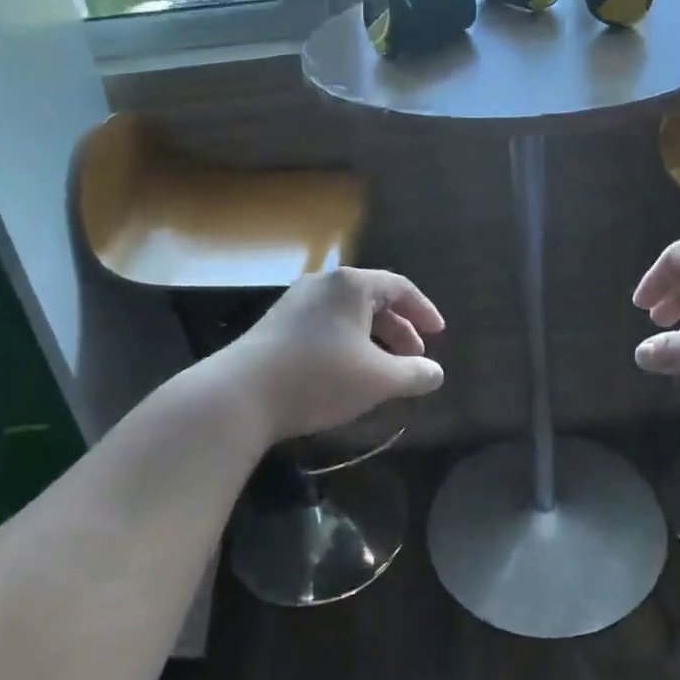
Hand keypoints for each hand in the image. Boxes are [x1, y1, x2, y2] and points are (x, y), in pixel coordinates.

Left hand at [223, 269, 445, 441]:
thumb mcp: (378, 380)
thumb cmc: (319, 377)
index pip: (399, 287)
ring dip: (373, 339)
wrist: (240, 395)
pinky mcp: (276, 325)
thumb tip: (436, 372)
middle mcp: (323, 284)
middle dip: (399, 329)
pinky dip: (347, 343)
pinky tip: (348, 372)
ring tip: (385, 369)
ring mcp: (295, 302)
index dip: (423, 310)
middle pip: (372, 299)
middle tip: (415, 357)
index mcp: (351, 285)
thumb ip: (414, 374)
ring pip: (347, 315)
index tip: (438, 334)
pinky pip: (325, 325)